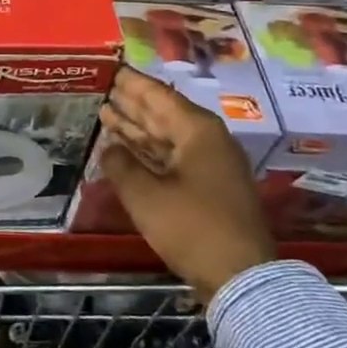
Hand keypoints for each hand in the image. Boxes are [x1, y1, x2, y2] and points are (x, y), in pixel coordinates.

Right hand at [97, 67, 275, 302]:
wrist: (241, 278)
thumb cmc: (192, 227)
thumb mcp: (146, 196)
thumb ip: (121, 165)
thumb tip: (108, 147)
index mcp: (198, 131)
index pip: (158, 96)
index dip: (132, 83)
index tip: (111, 69)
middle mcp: (208, 140)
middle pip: (163, 114)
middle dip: (132, 103)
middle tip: (105, 88)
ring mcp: (211, 165)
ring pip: (167, 137)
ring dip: (137, 128)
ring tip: (107, 114)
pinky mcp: (210, 188)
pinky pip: (173, 158)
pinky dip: (149, 152)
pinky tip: (126, 151)